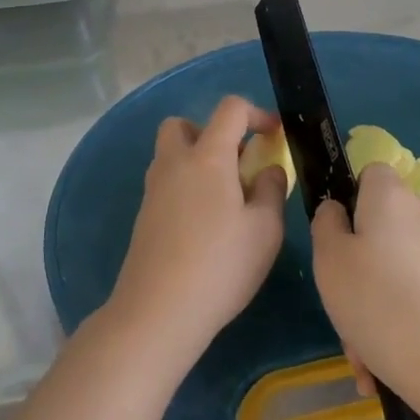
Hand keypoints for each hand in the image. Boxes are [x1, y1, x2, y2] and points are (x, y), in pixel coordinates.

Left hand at [106, 96, 287, 368]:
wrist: (158, 310)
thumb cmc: (221, 265)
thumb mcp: (265, 229)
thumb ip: (271, 190)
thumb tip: (267, 169)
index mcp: (207, 157)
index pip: (229, 109)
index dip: (256, 113)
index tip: (274, 135)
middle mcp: (174, 163)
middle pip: (183, 124)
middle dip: (211, 132)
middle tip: (235, 164)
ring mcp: (153, 189)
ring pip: (171, 154)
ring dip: (196, 160)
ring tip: (225, 198)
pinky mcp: (144, 216)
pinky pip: (166, 183)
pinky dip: (185, 187)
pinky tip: (205, 224)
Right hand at [311, 163, 419, 411]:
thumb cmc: (383, 306)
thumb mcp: (330, 261)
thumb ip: (326, 225)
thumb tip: (338, 211)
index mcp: (392, 197)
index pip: (370, 174)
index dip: (349, 201)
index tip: (336, 242)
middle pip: (382, 227)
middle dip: (359, 269)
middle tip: (343, 312)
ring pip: (398, 270)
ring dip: (377, 306)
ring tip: (364, 358)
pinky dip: (404, 323)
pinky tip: (387, 369)